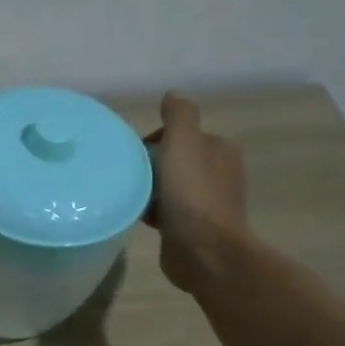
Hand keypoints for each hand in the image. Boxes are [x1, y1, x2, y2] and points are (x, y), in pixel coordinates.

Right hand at [145, 91, 251, 294]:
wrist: (203, 251)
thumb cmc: (192, 194)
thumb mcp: (183, 143)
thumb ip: (178, 116)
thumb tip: (173, 94)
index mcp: (219, 149)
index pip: (179, 135)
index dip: (152, 141)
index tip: (132, 156)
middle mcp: (217, 172)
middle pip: (172, 159)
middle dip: (148, 166)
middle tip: (126, 176)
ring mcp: (206, 201)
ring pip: (167, 185)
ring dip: (147, 189)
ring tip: (126, 195)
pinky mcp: (193, 226)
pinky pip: (165, 209)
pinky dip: (150, 209)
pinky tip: (135, 214)